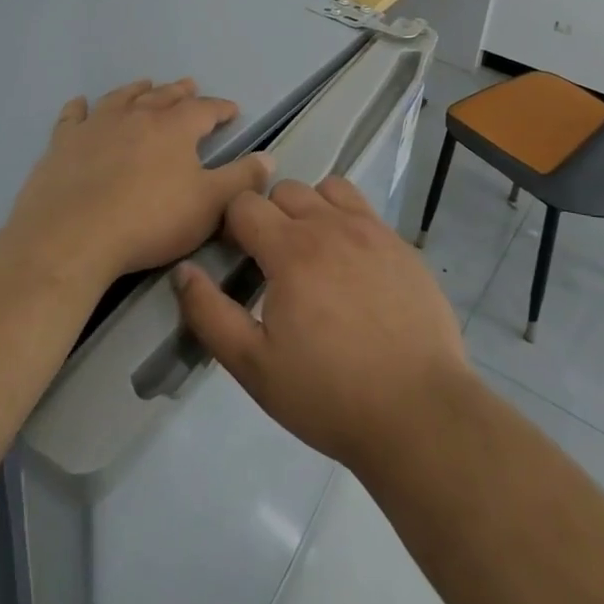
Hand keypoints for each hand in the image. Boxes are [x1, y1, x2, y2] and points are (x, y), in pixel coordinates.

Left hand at [7, 79, 272, 284]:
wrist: (72, 236)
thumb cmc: (150, 221)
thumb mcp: (209, 205)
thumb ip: (241, 179)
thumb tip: (269, 157)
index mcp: (174, 128)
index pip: (204, 109)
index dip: (220, 108)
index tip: (232, 110)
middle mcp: (136, 116)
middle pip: (163, 96)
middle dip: (180, 92)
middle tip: (190, 86)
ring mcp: (96, 126)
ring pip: (121, 98)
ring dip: (137, 90)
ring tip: (145, 84)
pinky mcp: (63, 143)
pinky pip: (73, 117)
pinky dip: (79, 108)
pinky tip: (80, 104)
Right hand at [172, 177, 471, 470]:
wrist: (419, 414)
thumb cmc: (328, 394)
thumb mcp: (253, 366)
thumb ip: (209, 314)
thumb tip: (184, 270)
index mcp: (291, 250)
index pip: (245, 204)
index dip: (232, 226)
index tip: (237, 258)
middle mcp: (331, 225)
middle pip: (285, 190)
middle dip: (269, 216)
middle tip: (272, 261)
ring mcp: (372, 231)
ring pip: (327, 189)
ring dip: (310, 209)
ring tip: (312, 254)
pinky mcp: (402, 245)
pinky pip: (364, 209)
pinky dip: (347, 221)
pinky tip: (352, 265)